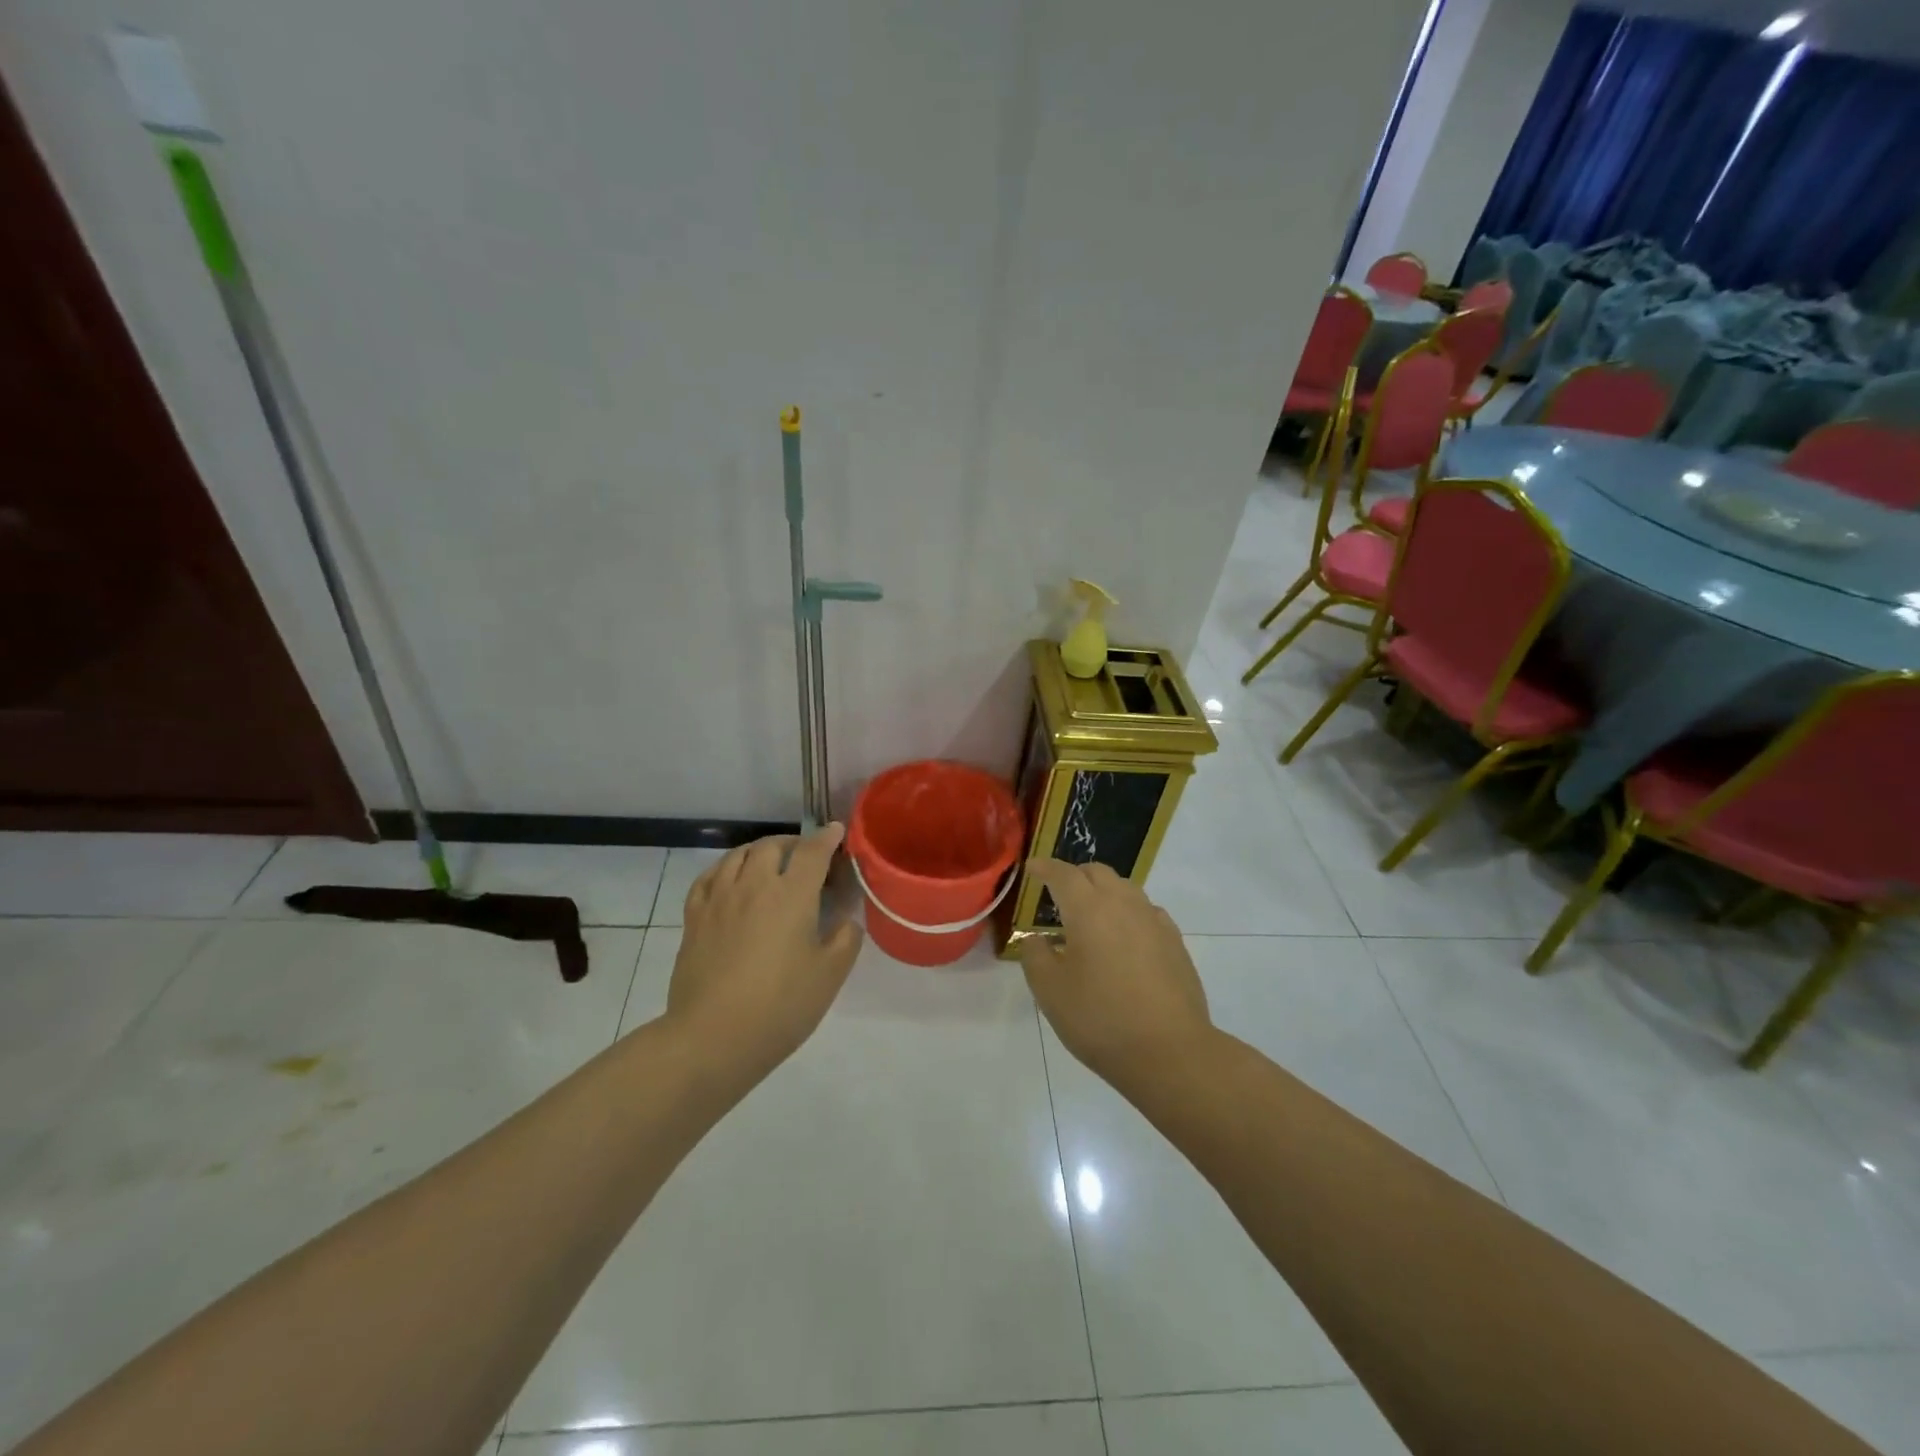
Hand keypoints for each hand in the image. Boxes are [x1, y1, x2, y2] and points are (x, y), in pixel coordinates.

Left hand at [667, 825, 863, 1080]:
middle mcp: (754, 885)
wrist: (712, 1036)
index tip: (837, 831)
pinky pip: (708, 877)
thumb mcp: (830, 976)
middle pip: (772, 846)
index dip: (827, 837)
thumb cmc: (780, 1006)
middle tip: (805, 856)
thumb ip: (845, 939)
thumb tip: (845, 920)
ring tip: (769, 862)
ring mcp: (719, 899)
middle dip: (793, 843)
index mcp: (792, 895)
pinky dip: (725, 868)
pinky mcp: (694, 918)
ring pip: (738, 856)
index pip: (813, 851)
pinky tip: (730, 880)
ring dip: (759, 851)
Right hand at [1018, 858, 1213, 1090]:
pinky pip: (1146, 911)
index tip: (1031, 868)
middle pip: (1097, 872)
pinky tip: (1124, 936)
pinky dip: (1128, 912)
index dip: (1044, 867)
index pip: (1063, 874)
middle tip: (1059, 893)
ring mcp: (1154, 921)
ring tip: (1091, 915)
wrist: (1170, 1051)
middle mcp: (1123, 904)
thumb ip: (1035, 956)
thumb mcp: (1050, 992)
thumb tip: (1035, 938)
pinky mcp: (1175, 942)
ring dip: (1103, 891)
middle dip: (1075, 875)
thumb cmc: (1100, 1019)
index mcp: (1088, 909)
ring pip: (1125, 888)